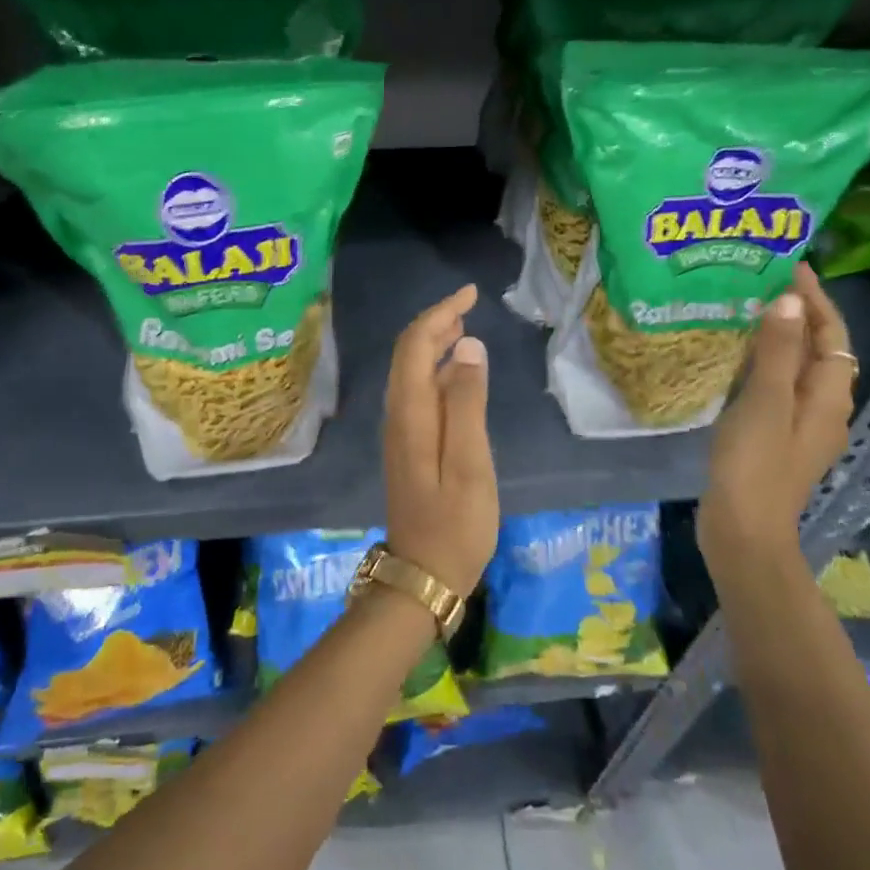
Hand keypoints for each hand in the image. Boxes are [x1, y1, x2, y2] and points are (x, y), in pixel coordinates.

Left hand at [382, 284, 498, 598]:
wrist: (423, 576)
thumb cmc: (456, 523)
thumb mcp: (471, 463)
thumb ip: (468, 403)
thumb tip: (468, 346)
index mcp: (411, 412)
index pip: (416, 344)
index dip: (440, 313)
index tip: (470, 293)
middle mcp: (398, 414)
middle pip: (408, 353)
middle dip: (435, 322)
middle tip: (469, 304)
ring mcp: (400, 431)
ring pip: (411, 371)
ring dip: (434, 343)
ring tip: (465, 328)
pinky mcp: (408, 445)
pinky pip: (417, 391)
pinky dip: (435, 369)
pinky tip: (458, 373)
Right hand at [699, 264, 855, 559]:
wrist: (743, 529)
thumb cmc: (756, 463)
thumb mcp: (764, 401)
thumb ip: (776, 350)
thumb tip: (789, 300)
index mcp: (828, 397)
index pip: (832, 334)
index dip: (815, 300)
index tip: (789, 268)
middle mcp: (823, 408)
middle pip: (820, 350)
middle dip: (799, 314)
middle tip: (763, 283)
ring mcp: (800, 425)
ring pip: (798, 368)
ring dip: (781, 337)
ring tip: (748, 311)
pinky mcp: (776, 437)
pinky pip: (778, 386)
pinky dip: (765, 363)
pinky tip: (737, 360)